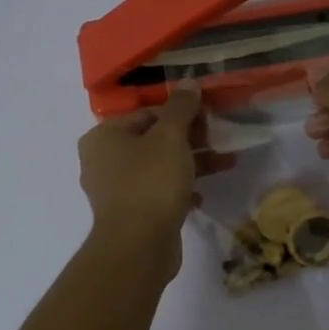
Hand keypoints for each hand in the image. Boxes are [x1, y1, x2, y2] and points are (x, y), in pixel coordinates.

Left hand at [77, 83, 232, 280]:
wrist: (138, 247)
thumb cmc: (151, 183)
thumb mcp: (170, 137)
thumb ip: (181, 108)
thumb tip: (189, 82)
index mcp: (103, 136)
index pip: (147, 113)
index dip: (181, 113)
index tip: (210, 118)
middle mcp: (102, 161)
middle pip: (153, 140)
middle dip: (190, 140)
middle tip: (220, 139)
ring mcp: (115, 190)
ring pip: (158, 167)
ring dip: (191, 163)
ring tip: (225, 163)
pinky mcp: (130, 215)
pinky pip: (157, 193)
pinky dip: (179, 190)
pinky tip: (201, 195)